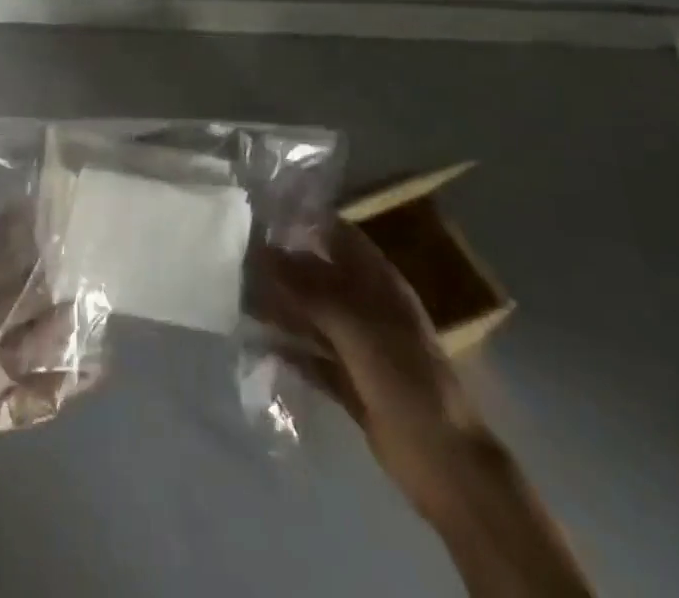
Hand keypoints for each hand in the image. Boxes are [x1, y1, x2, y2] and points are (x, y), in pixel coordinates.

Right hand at [256, 220, 488, 516]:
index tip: (261, 216)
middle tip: (237, 260)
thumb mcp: (354, 325)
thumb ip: (307, 288)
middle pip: (319, 276)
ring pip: (312, 316)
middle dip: (282, 267)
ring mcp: (358, 345)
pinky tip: (258, 342)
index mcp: (378, 282)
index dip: (304, 223)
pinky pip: (311, 355)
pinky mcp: (349, 380)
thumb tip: (260, 252)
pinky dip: (288, 348)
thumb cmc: (404, 377)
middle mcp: (366, 307)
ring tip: (237, 298)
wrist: (442, 461)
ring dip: (280, 308)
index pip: (337, 236)